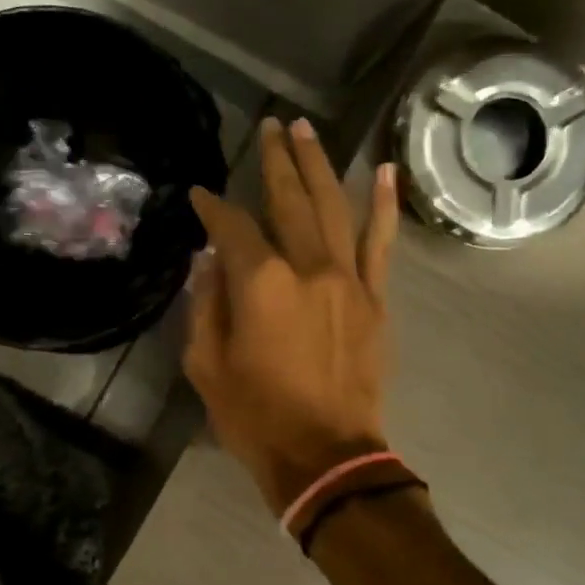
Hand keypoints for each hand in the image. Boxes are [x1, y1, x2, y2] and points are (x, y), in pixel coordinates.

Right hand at [185, 117, 398, 514]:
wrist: (326, 457)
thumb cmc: (256, 417)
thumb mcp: (207, 366)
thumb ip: (206, 305)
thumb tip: (209, 261)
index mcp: (261, 284)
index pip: (232, 228)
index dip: (213, 208)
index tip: (200, 196)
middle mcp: (308, 267)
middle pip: (289, 200)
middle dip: (274, 160)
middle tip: (267, 127)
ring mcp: (348, 280)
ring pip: (334, 207)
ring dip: (318, 165)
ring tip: (306, 130)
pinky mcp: (375, 300)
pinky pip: (380, 244)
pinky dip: (383, 206)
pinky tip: (384, 171)